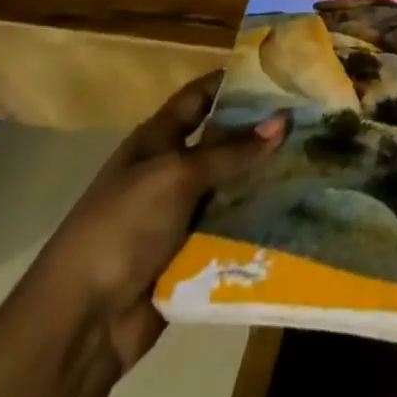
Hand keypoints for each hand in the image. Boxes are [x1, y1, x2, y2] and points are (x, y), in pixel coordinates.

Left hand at [24, 72, 285, 371]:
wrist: (81, 323)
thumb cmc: (121, 228)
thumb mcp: (176, 177)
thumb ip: (230, 151)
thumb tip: (282, 121)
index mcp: (156, 140)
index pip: (200, 97)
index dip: (233, 82)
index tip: (280, 73)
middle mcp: (170, 171)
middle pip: (222, 143)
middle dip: (261, 132)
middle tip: (313, 119)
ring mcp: (180, 215)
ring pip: (232, 188)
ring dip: (265, 180)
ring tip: (316, 162)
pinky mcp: (192, 255)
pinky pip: (232, 231)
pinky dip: (258, 223)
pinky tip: (298, 211)